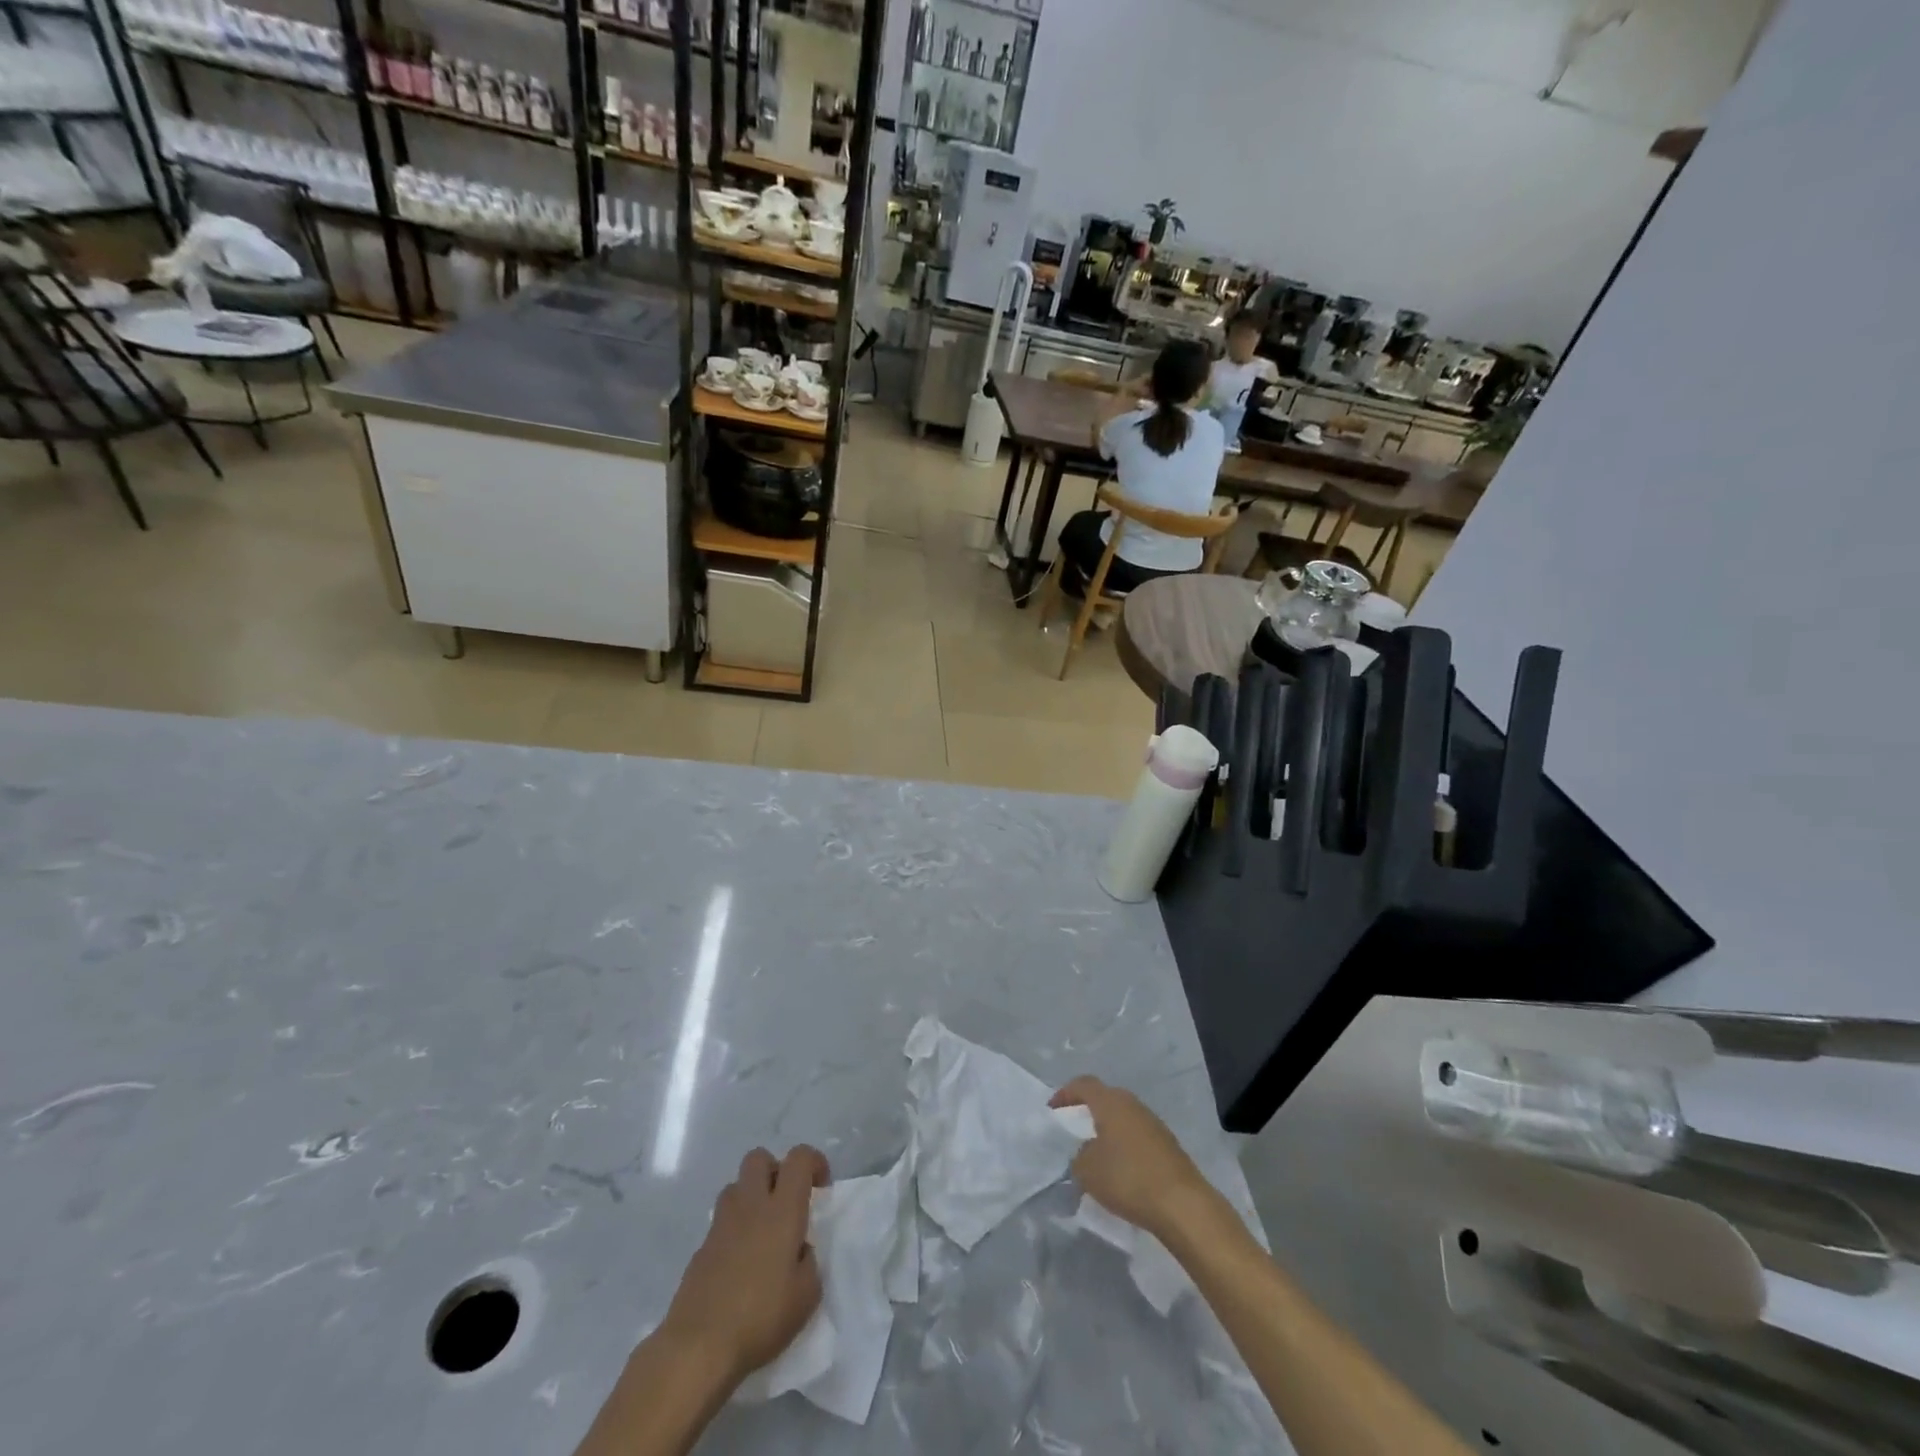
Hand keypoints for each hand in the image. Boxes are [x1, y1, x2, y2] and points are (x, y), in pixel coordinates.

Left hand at [659, 1146, 829, 1385]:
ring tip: (763, 1230)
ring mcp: (721, 1224)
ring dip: (752, 1196)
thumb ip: (809, 1262)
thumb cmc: (760, 1317)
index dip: (814, 1162)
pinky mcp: (701, 1248)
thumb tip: (799, 1249)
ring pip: (736, 1185)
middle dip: (776, 1170)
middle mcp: (750, 1205)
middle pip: (759, 1158)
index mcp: (782, 1210)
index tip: (822, 1187)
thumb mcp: (806, 1296)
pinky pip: (722, 1221)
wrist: (697, 1347)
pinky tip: (741, 1263)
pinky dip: (735, 1229)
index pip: (799, 1158)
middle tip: (787, 1201)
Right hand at [1050, 1077, 1210, 1240]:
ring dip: (1108, 1130)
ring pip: (1123, 1118)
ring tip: (1095, 1153)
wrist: (1182, 1204)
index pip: (1084, 1085)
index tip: (1052, 1109)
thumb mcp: (1087, 1170)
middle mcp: (1132, 1104)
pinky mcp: (1167, 1145)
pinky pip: (1137, 1136)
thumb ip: (1079, 1155)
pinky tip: (1120, 1169)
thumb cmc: (1128, 1178)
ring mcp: (1153, 1123)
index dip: (1065, 1093)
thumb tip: (1086, 1151)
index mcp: (1110, 1102)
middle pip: (1105, 1098)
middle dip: (1088, 1110)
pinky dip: (1124, 1145)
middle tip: (1073, 1128)